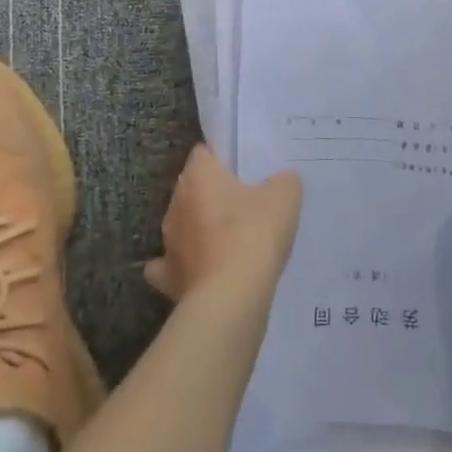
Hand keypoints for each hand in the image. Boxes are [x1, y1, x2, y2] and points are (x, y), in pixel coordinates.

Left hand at [144, 144, 301, 303]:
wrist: (231, 299)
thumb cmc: (254, 235)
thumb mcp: (284, 198)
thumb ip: (283, 181)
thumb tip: (282, 181)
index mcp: (199, 175)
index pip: (204, 153)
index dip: (222, 159)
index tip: (244, 172)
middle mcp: (177, 202)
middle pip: (193, 189)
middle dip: (213, 195)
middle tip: (244, 207)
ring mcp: (168, 241)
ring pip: (182, 225)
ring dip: (199, 231)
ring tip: (230, 243)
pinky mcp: (167, 277)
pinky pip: (169, 266)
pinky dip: (183, 267)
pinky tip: (201, 272)